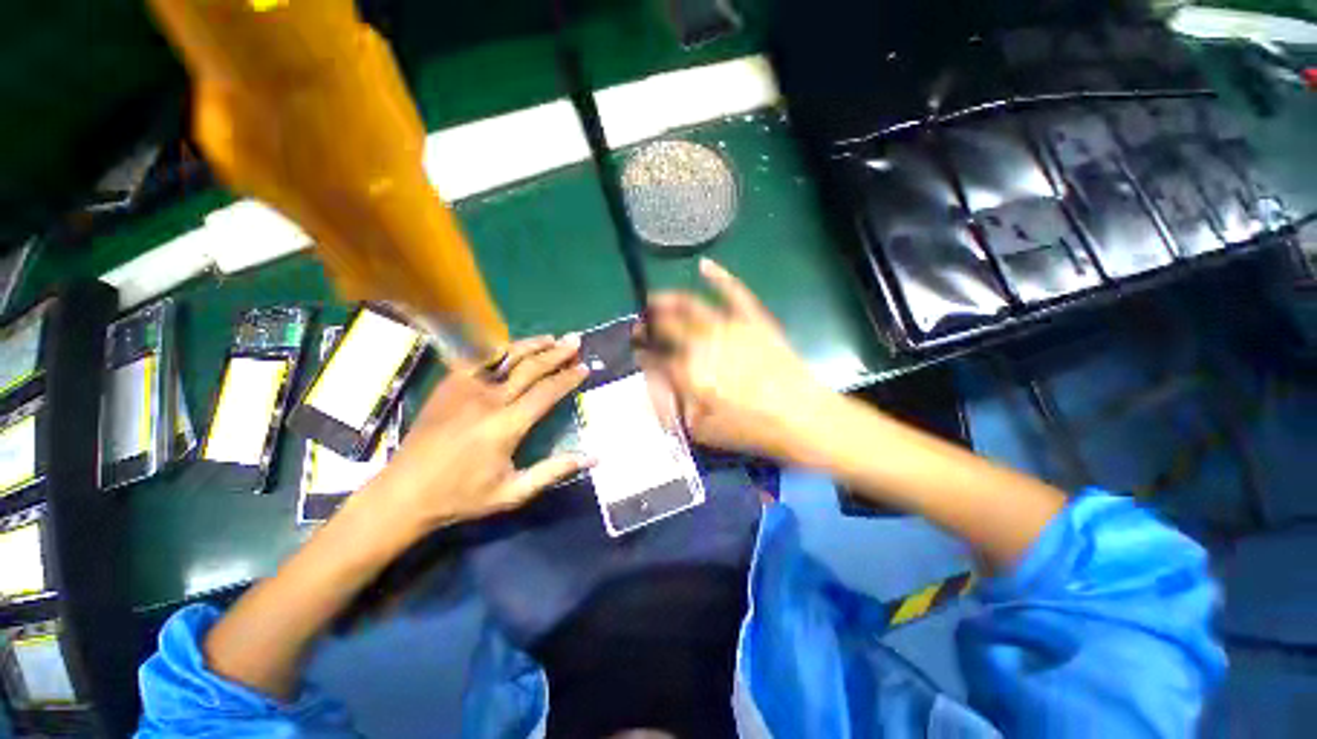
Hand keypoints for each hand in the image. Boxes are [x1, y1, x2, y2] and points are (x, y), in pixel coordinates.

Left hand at [356, 335, 590, 536]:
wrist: (403, 493)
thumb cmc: (462, 496)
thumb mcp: (514, 492)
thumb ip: (555, 470)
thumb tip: (594, 458)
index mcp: (507, 425)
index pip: (547, 392)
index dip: (568, 378)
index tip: (585, 367)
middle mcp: (488, 399)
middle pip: (531, 368)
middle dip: (557, 353)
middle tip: (576, 341)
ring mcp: (465, 388)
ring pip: (505, 357)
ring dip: (532, 345)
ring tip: (552, 338)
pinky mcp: (448, 385)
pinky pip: (477, 359)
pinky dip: (498, 349)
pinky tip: (510, 347)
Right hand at [642, 259, 834, 463]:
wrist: (802, 417)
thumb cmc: (750, 429)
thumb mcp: (702, 430)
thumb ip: (673, 405)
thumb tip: (657, 383)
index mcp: (688, 373)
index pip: (655, 357)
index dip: (642, 352)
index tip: (636, 350)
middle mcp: (703, 344)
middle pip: (666, 326)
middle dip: (647, 325)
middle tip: (641, 325)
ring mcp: (729, 327)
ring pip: (691, 305)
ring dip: (668, 299)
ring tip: (655, 299)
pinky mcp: (753, 319)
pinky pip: (733, 292)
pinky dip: (718, 276)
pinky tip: (704, 265)